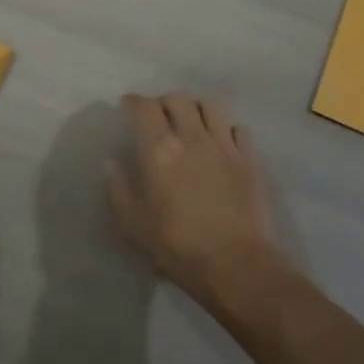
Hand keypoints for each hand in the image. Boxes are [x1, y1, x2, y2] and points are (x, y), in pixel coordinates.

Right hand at [108, 93, 283, 312]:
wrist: (236, 264)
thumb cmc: (177, 246)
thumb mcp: (133, 224)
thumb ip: (119, 189)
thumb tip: (113, 163)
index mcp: (159, 149)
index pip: (144, 107)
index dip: (133, 102)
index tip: (126, 106)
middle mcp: (192, 136)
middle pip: (178, 99)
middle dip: (163, 102)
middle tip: (158, 116)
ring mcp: (225, 145)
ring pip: (210, 106)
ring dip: (196, 108)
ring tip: (191, 121)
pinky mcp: (249, 159)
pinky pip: (238, 129)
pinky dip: (226, 129)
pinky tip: (222, 142)